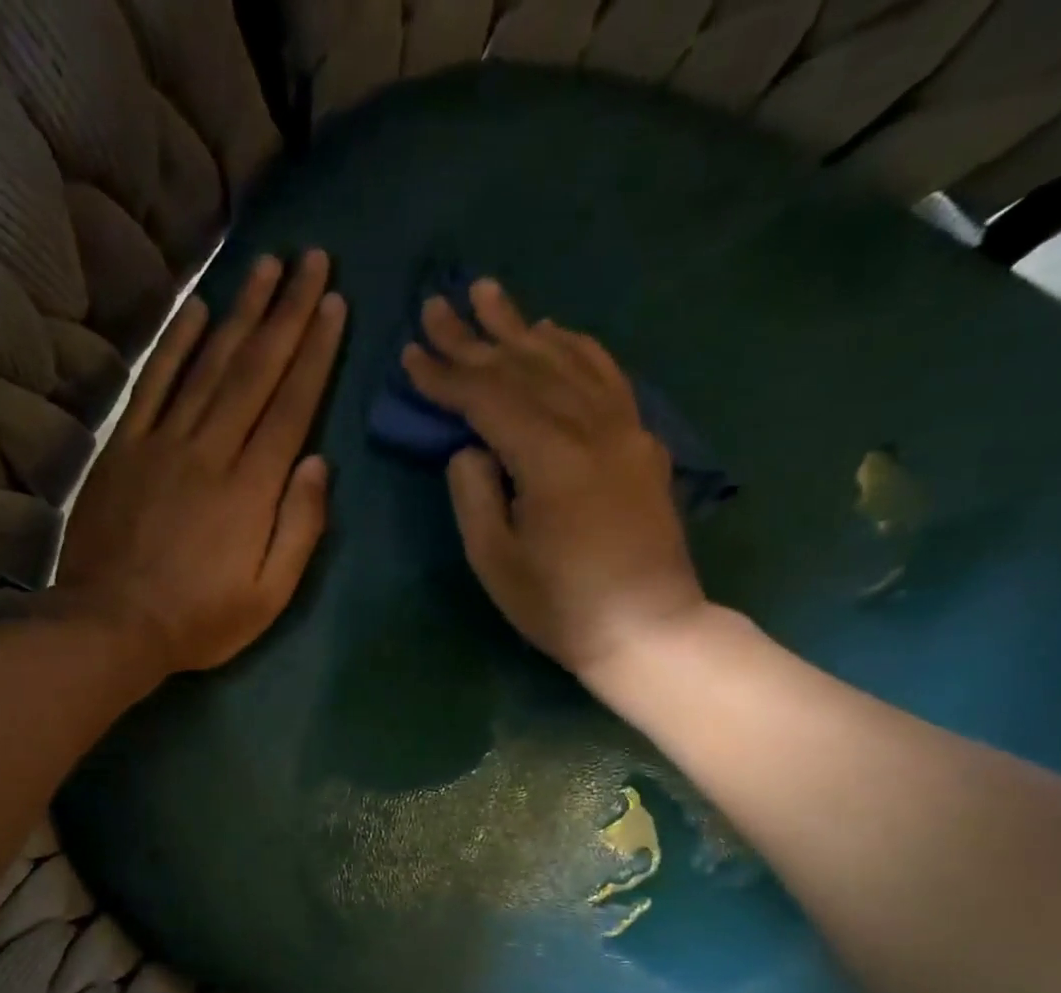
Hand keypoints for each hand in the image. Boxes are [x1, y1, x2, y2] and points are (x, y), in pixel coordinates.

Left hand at [58, 251, 346, 674]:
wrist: (111, 624)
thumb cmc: (199, 619)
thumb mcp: (269, 595)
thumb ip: (299, 528)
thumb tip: (319, 464)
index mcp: (252, 487)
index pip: (292, 405)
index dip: (316, 351)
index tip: (334, 302)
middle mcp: (211, 449)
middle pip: (255, 370)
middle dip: (287, 311)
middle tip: (310, 257)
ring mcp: (162, 443)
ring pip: (208, 364)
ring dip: (239, 312)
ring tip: (265, 265)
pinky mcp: (123, 448)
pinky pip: (152, 384)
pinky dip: (174, 344)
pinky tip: (195, 310)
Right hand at [401, 278, 705, 686]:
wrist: (648, 628)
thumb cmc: (561, 607)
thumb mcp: (497, 562)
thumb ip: (475, 495)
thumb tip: (469, 448)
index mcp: (551, 459)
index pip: (489, 399)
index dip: (446, 374)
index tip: (411, 351)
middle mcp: (593, 427)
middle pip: (526, 367)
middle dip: (476, 337)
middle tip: (438, 302)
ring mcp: (625, 429)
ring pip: (569, 360)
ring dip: (524, 327)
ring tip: (490, 296)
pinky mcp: (642, 442)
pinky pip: (608, 377)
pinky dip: (577, 348)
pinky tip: (555, 332)